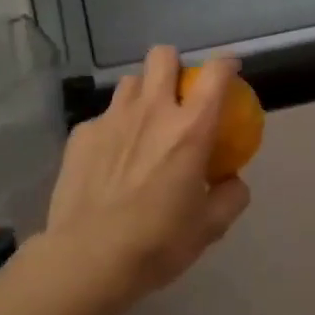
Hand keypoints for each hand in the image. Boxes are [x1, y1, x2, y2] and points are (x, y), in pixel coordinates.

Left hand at [41, 46, 251, 305]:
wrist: (88, 259)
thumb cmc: (157, 242)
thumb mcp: (210, 228)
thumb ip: (230, 196)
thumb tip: (232, 180)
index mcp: (190, 129)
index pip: (215, 74)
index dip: (226, 64)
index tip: (230, 71)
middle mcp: (152, 111)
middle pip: (162, 56)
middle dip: (173, 65)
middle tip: (177, 94)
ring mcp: (111, 118)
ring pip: (130, 82)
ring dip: (142, 95)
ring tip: (142, 125)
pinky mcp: (81, 134)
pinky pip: (103, 117)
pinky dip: (113, 129)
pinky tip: (109, 160)